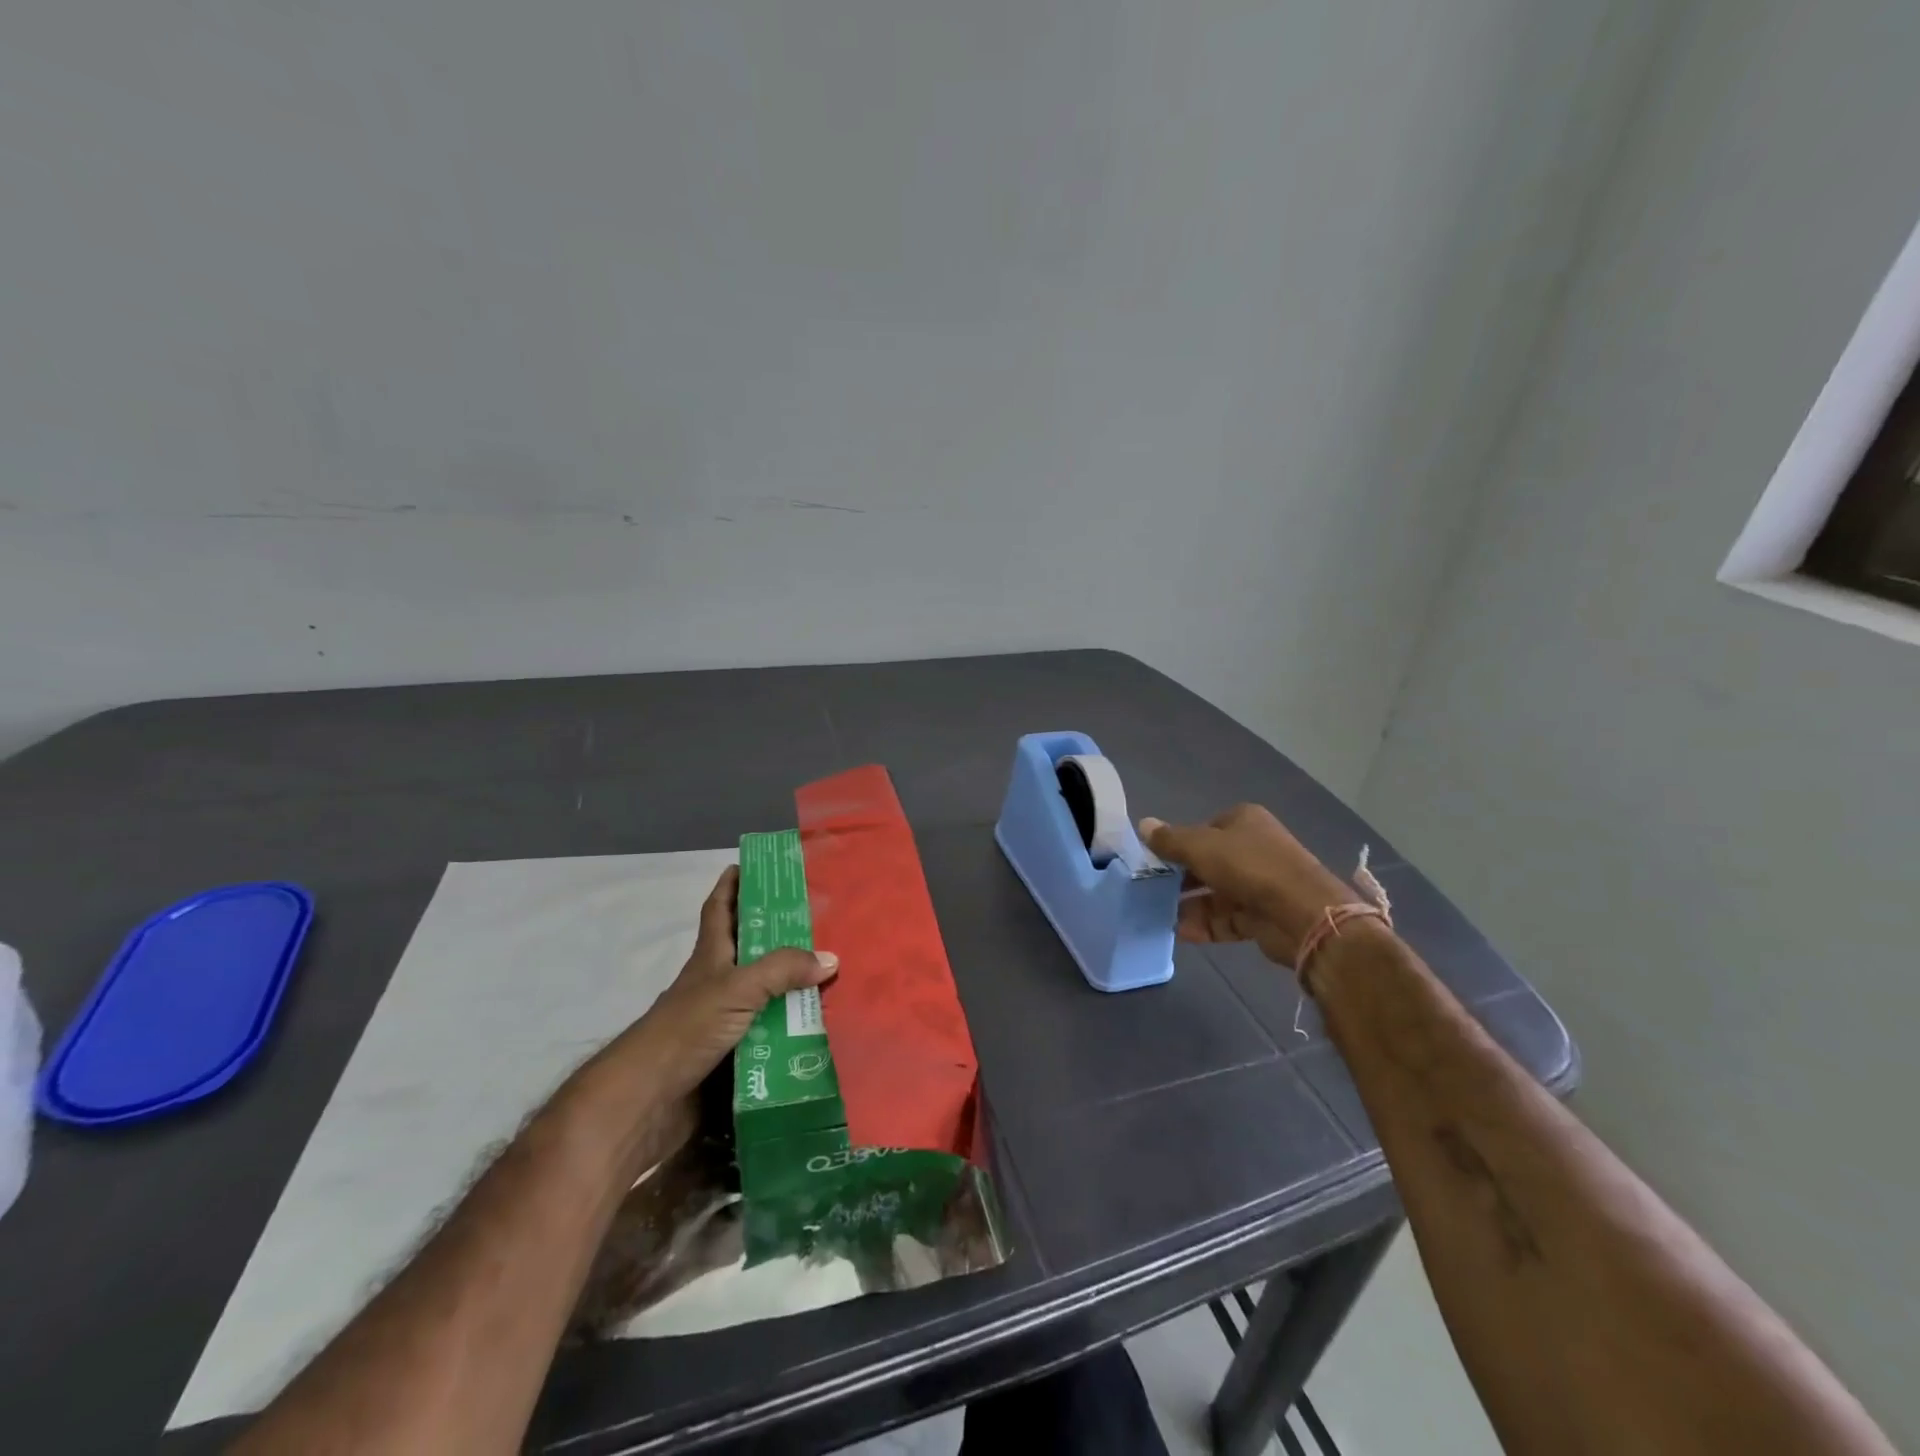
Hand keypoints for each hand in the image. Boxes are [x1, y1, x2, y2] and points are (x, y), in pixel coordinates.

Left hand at [636, 866, 836, 1098]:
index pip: (719, 909)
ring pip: (763, 992)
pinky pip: (769, 1032)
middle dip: (778, 934)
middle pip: (749, 949)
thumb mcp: (737, 987)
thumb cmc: (687, 1027)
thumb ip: (782, 970)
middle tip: (819, 922)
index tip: (750, 866)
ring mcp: (722, 1018)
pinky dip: (790, 1028)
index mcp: (711, 955)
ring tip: (831, 974)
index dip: (731, 885)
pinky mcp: (730, 1053)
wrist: (649, 1098)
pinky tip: (817, 1027)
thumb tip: (830, 958)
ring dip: (791, 985)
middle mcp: (716, 982)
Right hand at [1140, 804, 1359, 965]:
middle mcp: (1254, 849)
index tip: (1156, 860)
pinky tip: (1182, 932)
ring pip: (1217, 893)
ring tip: (1160, 914)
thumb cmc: (1248, 866)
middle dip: (1182, 878)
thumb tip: (1143, 824)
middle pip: (1209, 862)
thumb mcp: (1201, 847)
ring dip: (1190, 905)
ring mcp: (1261, 884)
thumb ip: (1170, 840)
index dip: (1180, 843)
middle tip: (1153, 889)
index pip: (1204, 829)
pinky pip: (1227, 918)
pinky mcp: (1263, 916)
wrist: (1302, 913)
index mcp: (1244, 822)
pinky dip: (1206, 924)